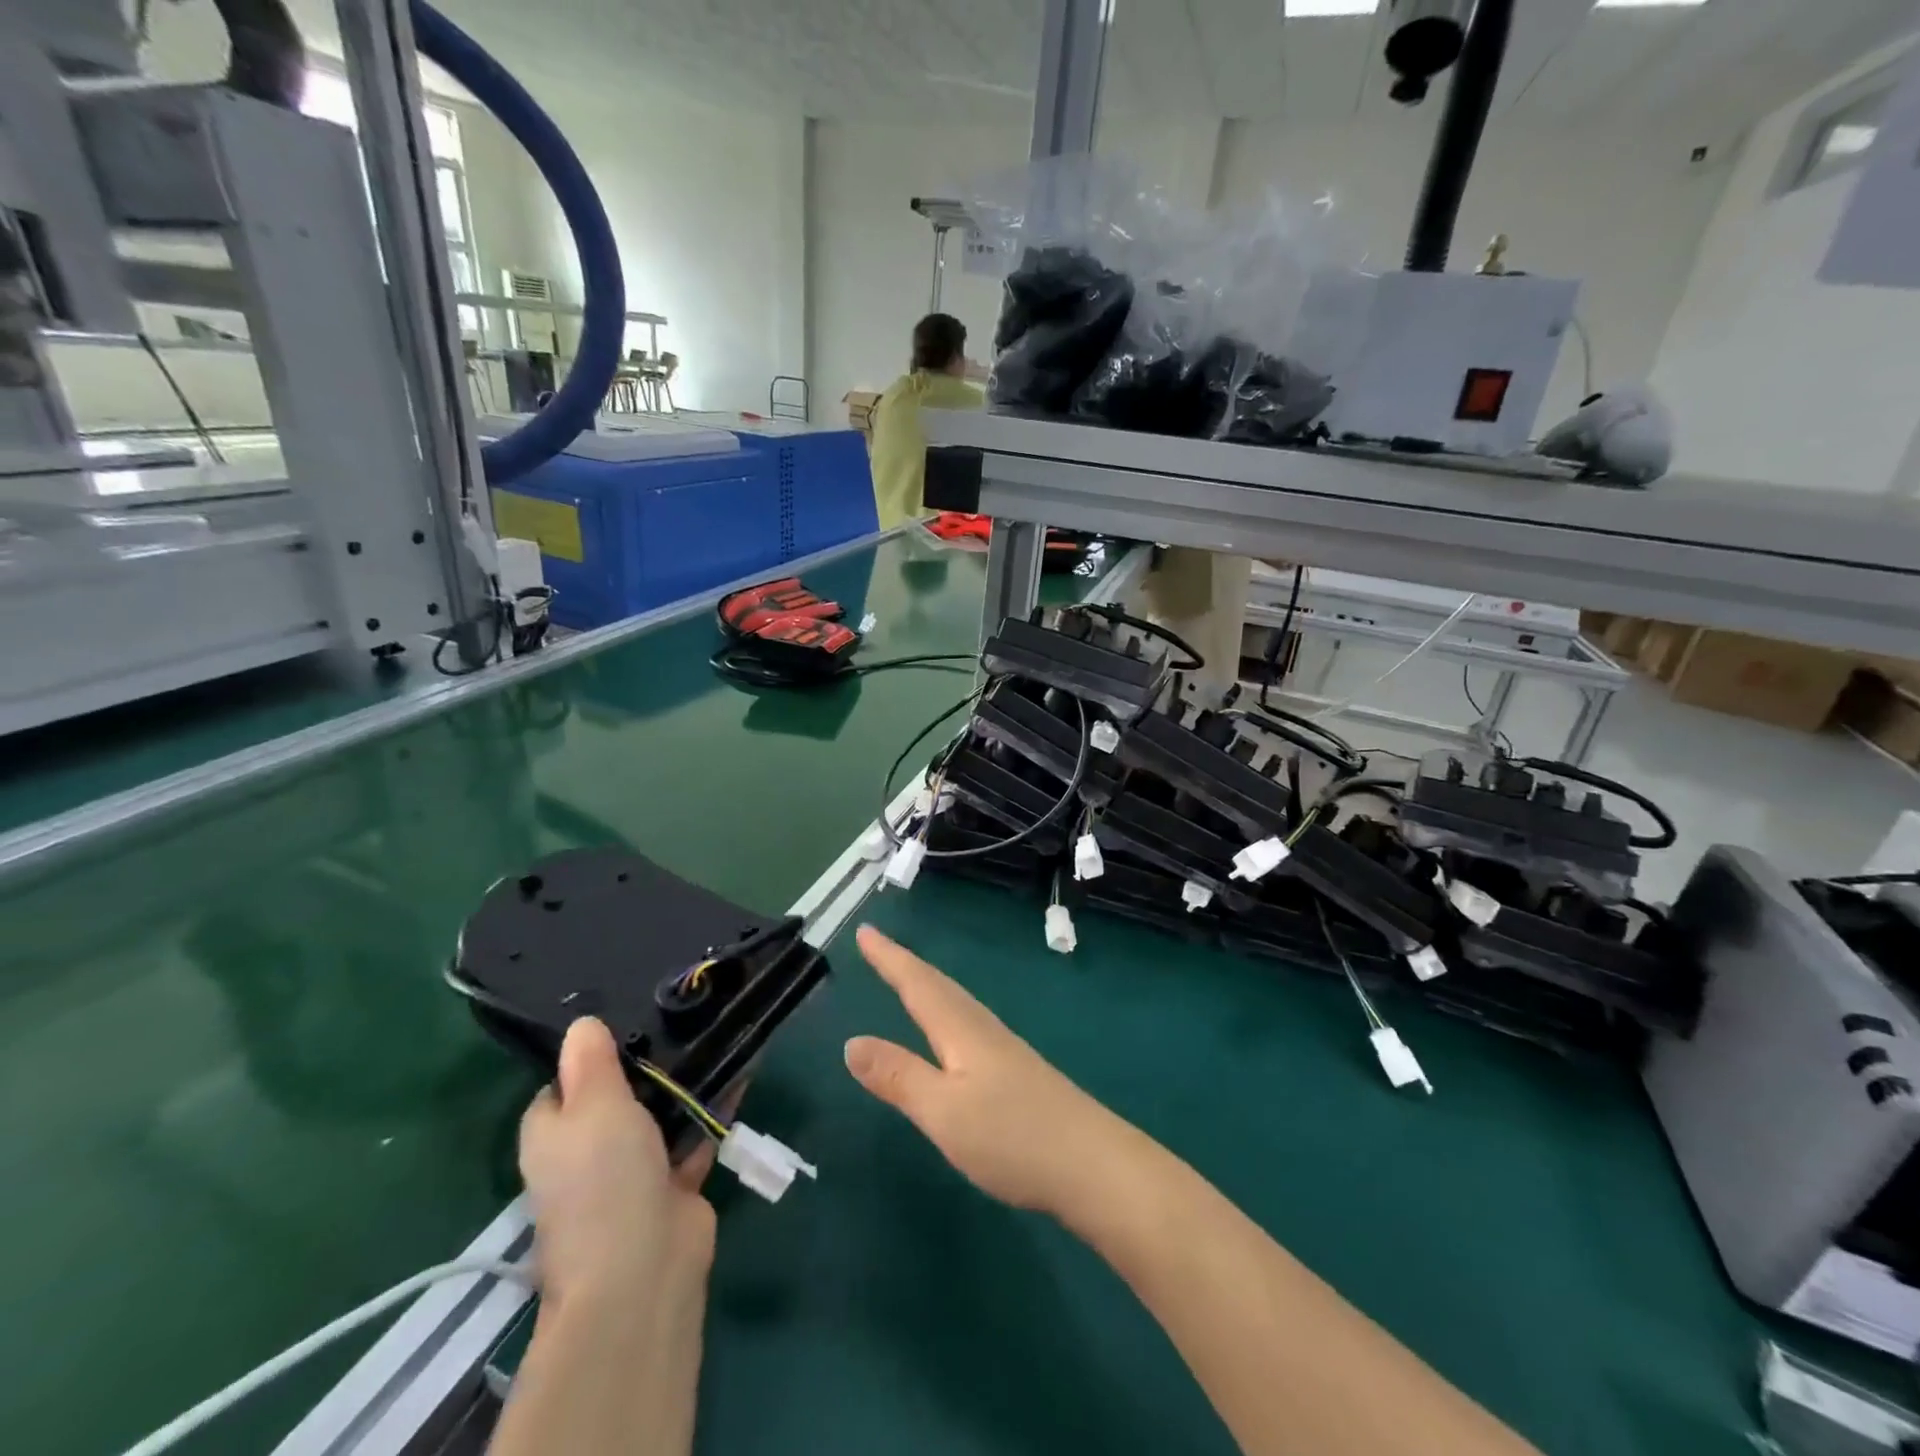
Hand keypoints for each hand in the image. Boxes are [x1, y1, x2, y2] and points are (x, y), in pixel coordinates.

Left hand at [519, 1018, 717, 1318]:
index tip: (629, 1014)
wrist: (643, 1269)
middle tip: (682, 1011)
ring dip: (685, 1082)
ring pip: (660, 1113)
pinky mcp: (674, 1183)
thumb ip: (590, 1062)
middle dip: (647, 1061)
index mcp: (554, 1135)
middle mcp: (588, 1152)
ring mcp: (633, 1170)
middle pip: (617, 1095)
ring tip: (716, 1029)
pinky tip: (742, 1070)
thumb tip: (581, 1024)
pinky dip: (714, 1108)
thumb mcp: (592, 1106)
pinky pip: (695, 1132)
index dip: (592, 1053)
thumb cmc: (604, 1179)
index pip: (564, 1083)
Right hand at [844, 925, 1121, 1215]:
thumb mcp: (944, 1111)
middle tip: (877, 945)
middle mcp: (982, 1028)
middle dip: (904, 965)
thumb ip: (899, 1077)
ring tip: (906, 978)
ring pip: (955, 1003)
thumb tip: (851, 1042)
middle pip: (938, 986)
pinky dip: (945, 1012)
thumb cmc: (1013, 1136)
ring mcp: (1004, 1049)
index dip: (889, 958)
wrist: (1093, 1165)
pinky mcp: (1016, 1071)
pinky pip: (966, 1024)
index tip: (866, 931)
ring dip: (926, 985)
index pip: (917, 984)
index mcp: (961, 1030)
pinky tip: (950, 1033)